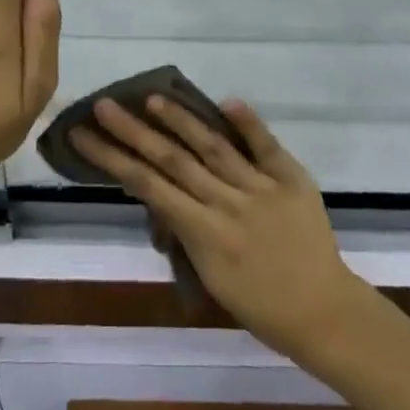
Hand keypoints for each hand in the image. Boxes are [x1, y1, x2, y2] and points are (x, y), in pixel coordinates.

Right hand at [70, 96, 363, 356]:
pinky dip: (248, 123)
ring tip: (151, 97)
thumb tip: (160, 193)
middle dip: (133, 131)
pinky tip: (227, 101)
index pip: (148, 186)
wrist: (324, 313)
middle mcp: (226, 203)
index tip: (85, 134)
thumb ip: (186, 230)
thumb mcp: (211, 277)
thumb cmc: (260, 305)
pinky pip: (266, 145)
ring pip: (212, 146)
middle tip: (103, 105)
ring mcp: (260, 187)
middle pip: (172, 160)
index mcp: (203, 234)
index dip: (113, 158)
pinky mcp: (291, 178)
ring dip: (180, 119)